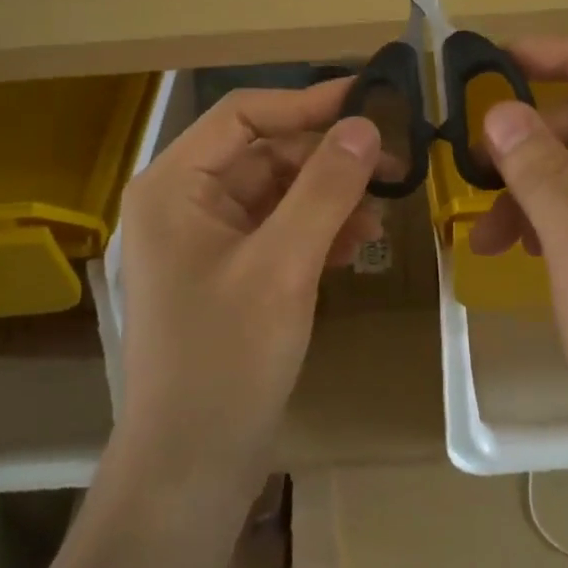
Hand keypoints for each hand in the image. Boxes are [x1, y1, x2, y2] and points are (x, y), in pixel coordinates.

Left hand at [115, 80, 381, 491]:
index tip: (370, 101)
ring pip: (278, 194)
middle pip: (265, 153)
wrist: (192, 466)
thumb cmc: (226, 359)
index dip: (307, 102)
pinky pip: (279, 231)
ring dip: (329, 197)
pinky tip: (356, 245)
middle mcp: (184, 202)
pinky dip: (317, 231)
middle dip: (327, 159)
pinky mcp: (231, 274)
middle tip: (393, 165)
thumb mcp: (283, 265)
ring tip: (380, 214)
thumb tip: (365, 124)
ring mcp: (207, 240)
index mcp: (174, 185)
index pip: (243, 114)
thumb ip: (325, 188)